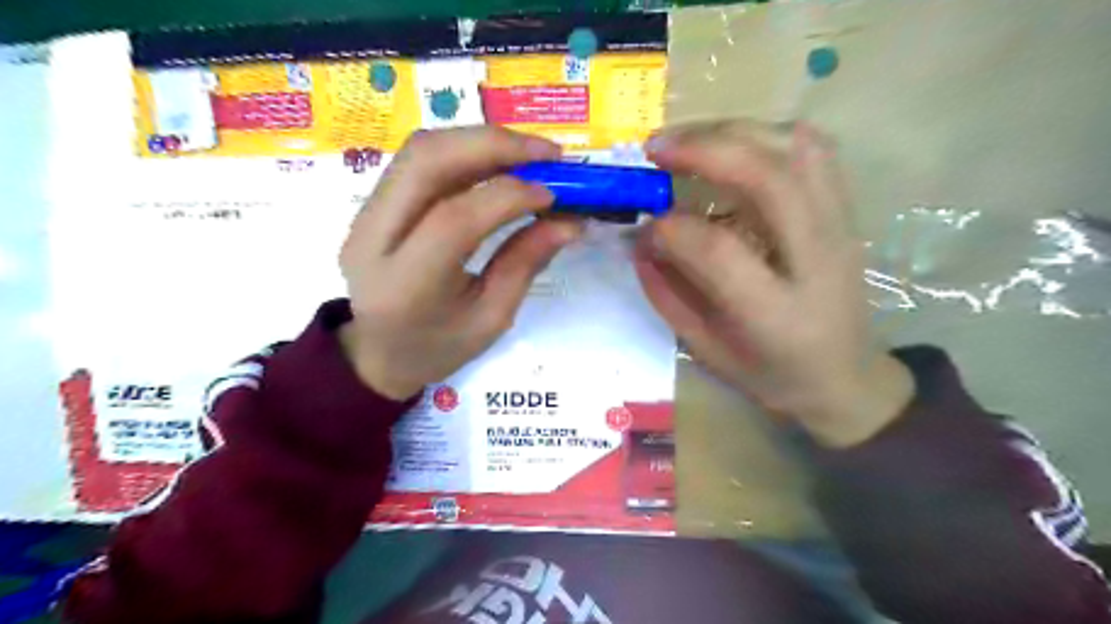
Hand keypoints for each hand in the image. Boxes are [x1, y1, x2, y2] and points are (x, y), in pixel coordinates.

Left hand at [339, 126, 581, 398]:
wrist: (378, 354)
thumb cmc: (439, 348)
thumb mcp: (492, 319)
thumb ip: (525, 264)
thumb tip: (570, 221)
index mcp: (406, 286)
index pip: (455, 220)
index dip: (509, 196)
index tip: (553, 195)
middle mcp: (372, 239)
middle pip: (426, 162)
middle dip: (494, 145)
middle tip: (548, 153)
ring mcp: (363, 217)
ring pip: (419, 150)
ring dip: (479, 141)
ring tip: (528, 154)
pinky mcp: (369, 205)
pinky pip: (417, 161)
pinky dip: (463, 151)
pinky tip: (498, 162)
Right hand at [639, 119, 916, 444]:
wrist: (846, 378)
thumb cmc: (770, 375)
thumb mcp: (707, 350)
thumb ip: (668, 295)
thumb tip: (638, 241)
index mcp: (778, 315)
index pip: (719, 251)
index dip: (672, 230)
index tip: (645, 228)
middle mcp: (818, 261)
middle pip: (768, 178)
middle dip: (704, 150)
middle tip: (655, 148)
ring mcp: (841, 229)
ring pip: (796, 149)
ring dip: (734, 131)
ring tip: (689, 140)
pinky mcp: (846, 212)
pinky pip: (814, 150)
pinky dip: (768, 134)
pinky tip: (734, 145)